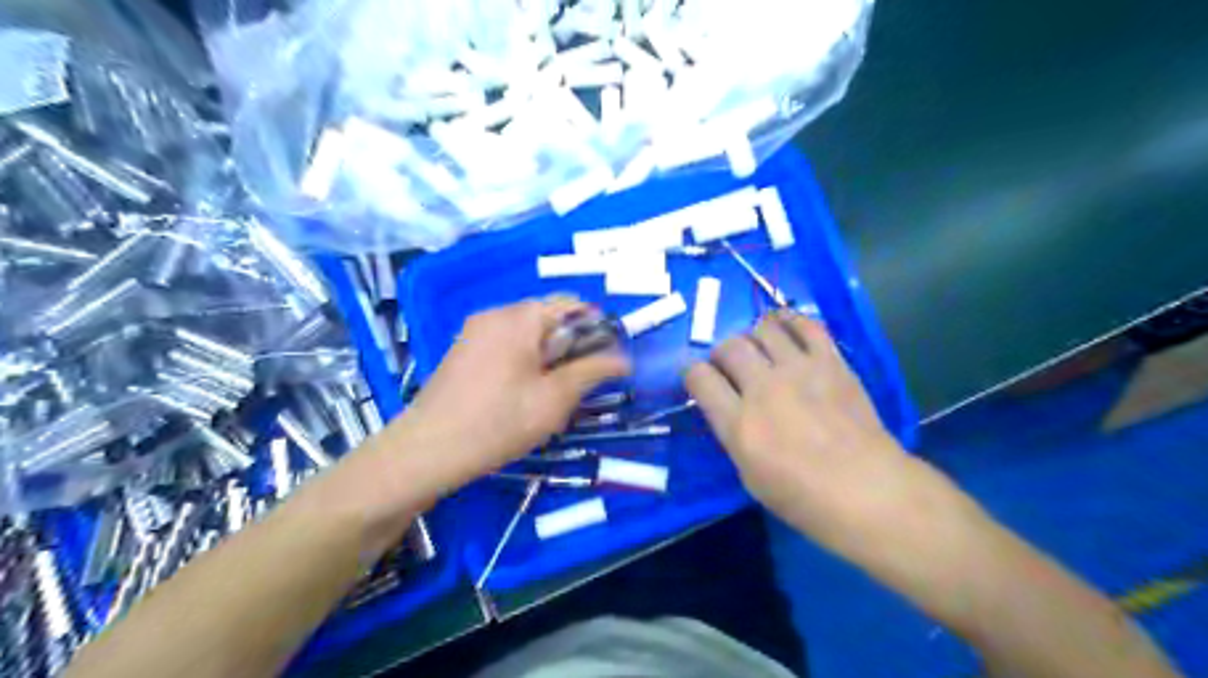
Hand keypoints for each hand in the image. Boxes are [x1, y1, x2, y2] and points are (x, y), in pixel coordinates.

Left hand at [405, 296, 632, 486]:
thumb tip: (624, 358)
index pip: (573, 305)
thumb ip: (593, 371)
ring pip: (528, 333)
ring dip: (548, 355)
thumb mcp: (555, 399)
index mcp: (521, 317)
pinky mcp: (463, 349)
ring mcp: (475, 330)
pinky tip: (520, 394)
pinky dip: (524, 360)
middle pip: (549, 317)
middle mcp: (497, 313)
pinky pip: (506, 343)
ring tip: (548, 394)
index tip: (604, 362)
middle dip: (571, 345)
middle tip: (575, 385)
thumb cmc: (499, 422)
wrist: (427, 450)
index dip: (596, 329)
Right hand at [683, 309, 925, 559]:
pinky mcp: (830, 362)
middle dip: (721, 353)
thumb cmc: (805, 498)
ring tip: (760, 349)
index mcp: (739, 424)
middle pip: (729, 347)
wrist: (868, 491)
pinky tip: (785, 327)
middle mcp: (763, 388)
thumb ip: (734, 435)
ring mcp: (799, 370)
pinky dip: (789, 320)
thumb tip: (730, 409)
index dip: (692, 374)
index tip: (698, 379)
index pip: (699, 377)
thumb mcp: (750, 476)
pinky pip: (805, 325)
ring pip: (762, 329)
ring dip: (753, 336)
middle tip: (730, 366)